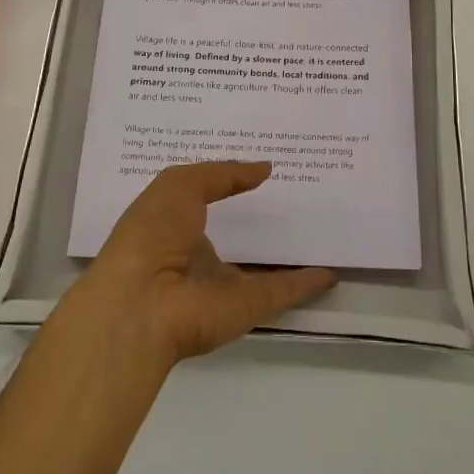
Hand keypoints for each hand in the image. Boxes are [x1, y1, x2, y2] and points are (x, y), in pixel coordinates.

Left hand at [75, 161, 335, 368]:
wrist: (142, 303)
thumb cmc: (152, 232)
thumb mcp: (180, 184)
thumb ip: (223, 174)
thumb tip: (264, 168)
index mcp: (176, 224)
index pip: (207, 199)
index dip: (231, 183)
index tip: (263, 166)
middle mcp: (199, 255)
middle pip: (238, 234)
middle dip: (263, 216)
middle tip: (301, 191)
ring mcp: (224, 284)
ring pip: (263, 267)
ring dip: (288, 253)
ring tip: (321, 227)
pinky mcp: (247, 307)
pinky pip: (283, 291)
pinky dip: (307, 283)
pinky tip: (331, 269)